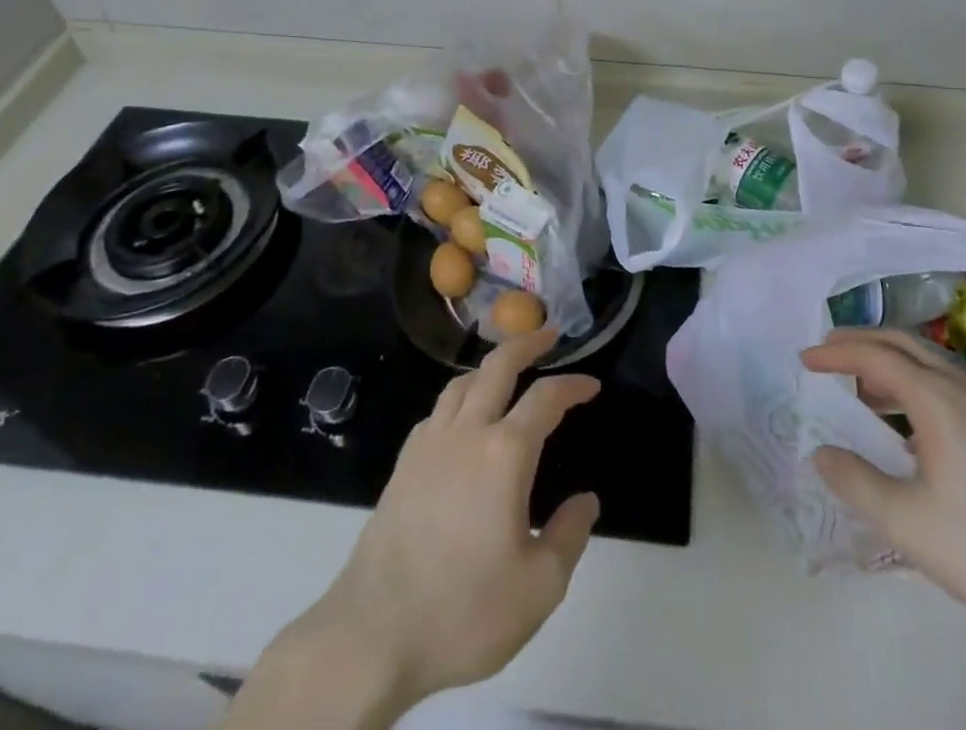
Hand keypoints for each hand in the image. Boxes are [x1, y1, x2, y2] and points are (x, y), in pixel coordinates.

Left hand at [236, 329, 599, 728]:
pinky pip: (437, 412)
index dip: (574, 385)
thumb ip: (569, 536)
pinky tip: (462, 419)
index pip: (546, 398)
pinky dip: (459, 399)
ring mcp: (429, 445)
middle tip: (549, 333)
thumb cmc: (464, 610)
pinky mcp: (403, 465)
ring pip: (462, 382)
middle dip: (527, 342)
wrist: (373, 634)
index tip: (592, 385)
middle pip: (498, 365)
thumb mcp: (538, 588)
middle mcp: (467, 433)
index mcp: (505, 453)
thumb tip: (586, 501)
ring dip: (490, 365)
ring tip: (507, 369)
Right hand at [800, 328, 965, 640]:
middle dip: (862, 342)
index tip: (804, 357)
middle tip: (828, 352)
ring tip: (864, 389)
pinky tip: (914, 428)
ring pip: (931, 365)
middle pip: (905, 345)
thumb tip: (821, 453)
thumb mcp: (911, 525)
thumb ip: (859, 484)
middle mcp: (964, 391)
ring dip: (891, 364)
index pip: (876, 356)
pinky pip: (949, 386)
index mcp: (938, 400)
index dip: (836, 352)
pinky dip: (916, 385)